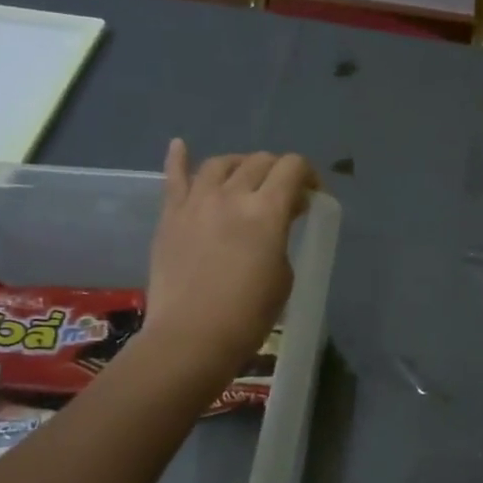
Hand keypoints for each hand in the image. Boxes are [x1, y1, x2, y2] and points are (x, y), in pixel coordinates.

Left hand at [142, 140, 318, 383]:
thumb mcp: (283, 274)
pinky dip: (179, 158)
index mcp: (267, 211)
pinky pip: (173, 178)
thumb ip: (282, 235)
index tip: (311, 195)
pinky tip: (181, 145)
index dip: (307, 174)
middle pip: (260, 162)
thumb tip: (281, 215)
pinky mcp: (170, 216)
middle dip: (278, 172)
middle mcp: (232, 196)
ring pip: (221, 163)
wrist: (191, 338)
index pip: (292, 168)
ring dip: (240, 165)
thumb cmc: (248, 315)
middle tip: (283, 195)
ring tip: (245, 178)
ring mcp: (196, 202)